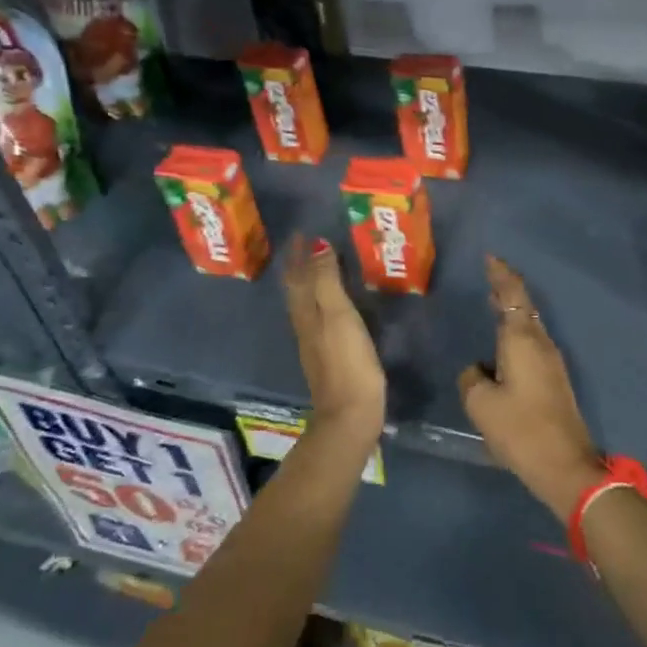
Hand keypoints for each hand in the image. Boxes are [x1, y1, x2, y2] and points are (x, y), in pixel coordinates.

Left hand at [284, 237, 385, 444]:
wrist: (350, 414)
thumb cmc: (347, 361)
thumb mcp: (338, 315)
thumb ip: (327, 280)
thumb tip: (317, 245)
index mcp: (306, 311)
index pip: (296, 275)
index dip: (297, 254)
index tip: (301, 232)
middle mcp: (305, 324)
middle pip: (297, 288)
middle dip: (300, 265)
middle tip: (309, 243)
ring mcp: (315, 342)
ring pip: (306, 303)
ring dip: (310, 281)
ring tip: (321, 265)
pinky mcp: (329, 356)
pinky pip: (319, 316)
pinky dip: (322, 299)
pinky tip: (332, 304)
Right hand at [458, 256, 604, 523]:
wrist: (565, 465)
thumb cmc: (520, 429)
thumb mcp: (481, 403)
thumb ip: (471, 378)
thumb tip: (477, 370)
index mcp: (522, 340)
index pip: (512, 294)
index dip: (501, 274)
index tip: (490, 257)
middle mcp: (540, 343)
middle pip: (523, 306)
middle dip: (506, 289)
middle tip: (489, 276)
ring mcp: (551, 362)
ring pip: (529, 325)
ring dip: (512, 312)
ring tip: (492, 304)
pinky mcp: (553, 380)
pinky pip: (531, 343)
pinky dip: (515, 333)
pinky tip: (502, 345)